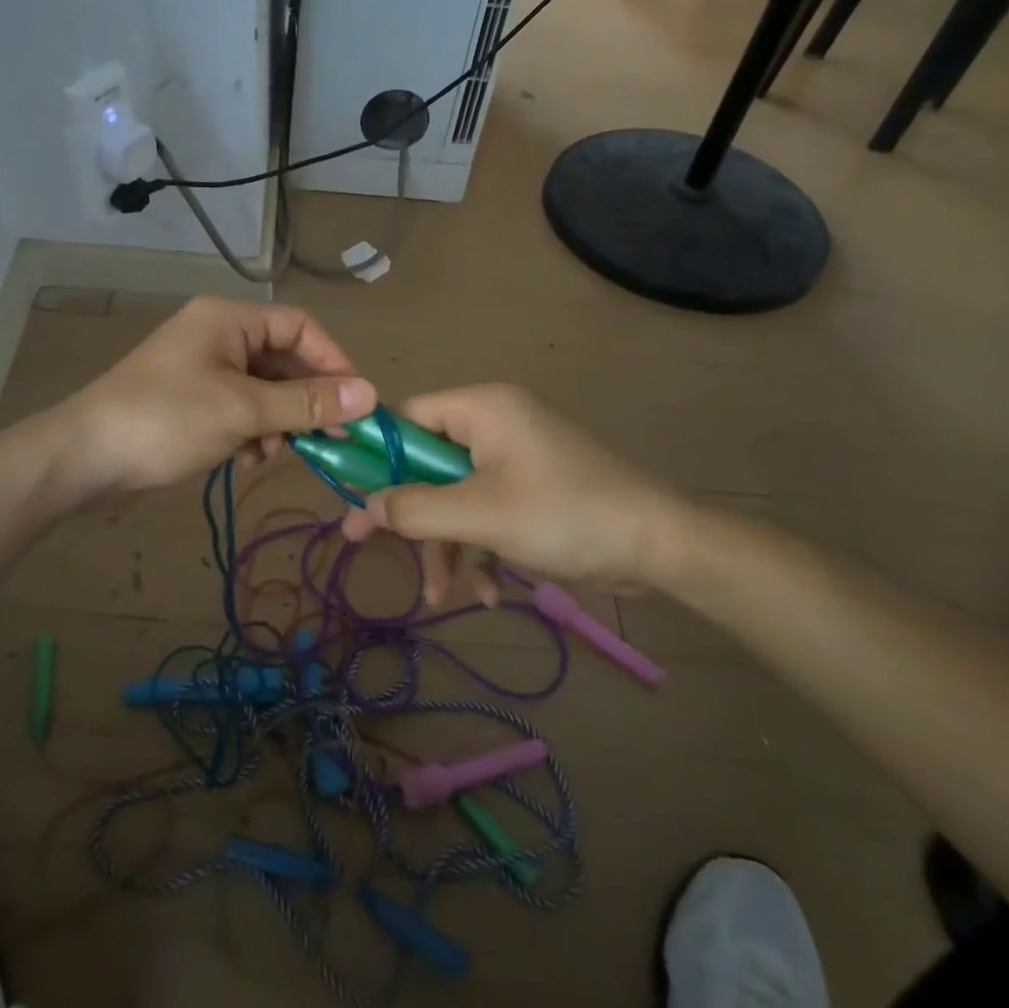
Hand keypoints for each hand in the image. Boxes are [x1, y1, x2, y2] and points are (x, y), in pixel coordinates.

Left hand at [55, 296, 374, 496]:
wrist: (84, 456)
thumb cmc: (166, 420)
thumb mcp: (243, 410)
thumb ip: (307, 402)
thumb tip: (369, 394)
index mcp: (229, 319)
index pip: (301, 326)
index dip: (333, 361)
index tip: (355, 403)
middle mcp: (218, 334)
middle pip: (283, 359)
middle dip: (304, 400)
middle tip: (327, 439)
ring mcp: (202, 368)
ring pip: (264, 389)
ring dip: (278, 421)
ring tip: (273, 452)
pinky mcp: (191, 399)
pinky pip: (240, 407)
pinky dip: (251, 431)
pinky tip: (245, 458)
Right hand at [338, 384, 683, 602]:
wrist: (660, 546)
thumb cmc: (564, 515)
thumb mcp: (480, 515)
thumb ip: (415, 509)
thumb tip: (365, 507)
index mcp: (480, 409)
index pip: (406, 418)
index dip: (374, 454)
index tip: (348, 492)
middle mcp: (493, 425)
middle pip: (426, 464)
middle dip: (409, 516)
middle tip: (364, 545)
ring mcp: (513, 459)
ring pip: (453, 496)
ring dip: (445, 546)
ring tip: (442, 598)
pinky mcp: (529, 490)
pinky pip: (484, 512)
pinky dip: (478, 549)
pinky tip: (485, 593)